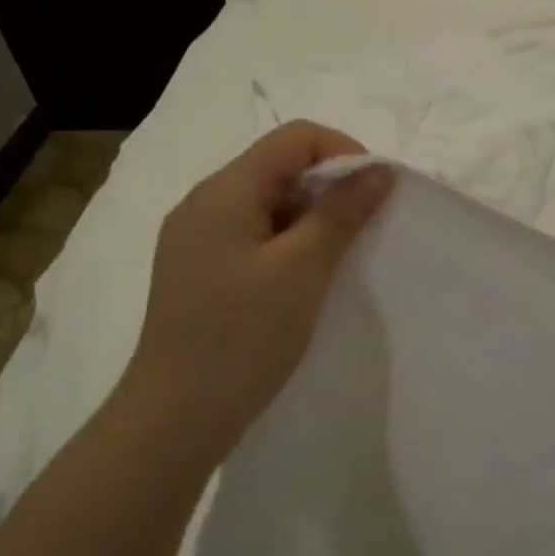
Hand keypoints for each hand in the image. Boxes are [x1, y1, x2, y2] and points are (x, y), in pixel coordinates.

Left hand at [121, 122, 391, 455]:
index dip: (343, 154)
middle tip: (361, 235)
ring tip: (337, 264)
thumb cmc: (241, 337)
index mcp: (223, 191)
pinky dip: (288, 248)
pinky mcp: (200, 274)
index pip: (294, 138)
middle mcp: (204, 205)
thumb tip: (378, 171)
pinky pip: (253, 239)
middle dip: (329, 190)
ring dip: (310, 222)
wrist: (176, 417)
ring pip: (268, 207)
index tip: (374, 198)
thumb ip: (340, 214)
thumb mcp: (301, 270)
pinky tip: (303, 284)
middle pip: (279, 168)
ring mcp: (197, 241)